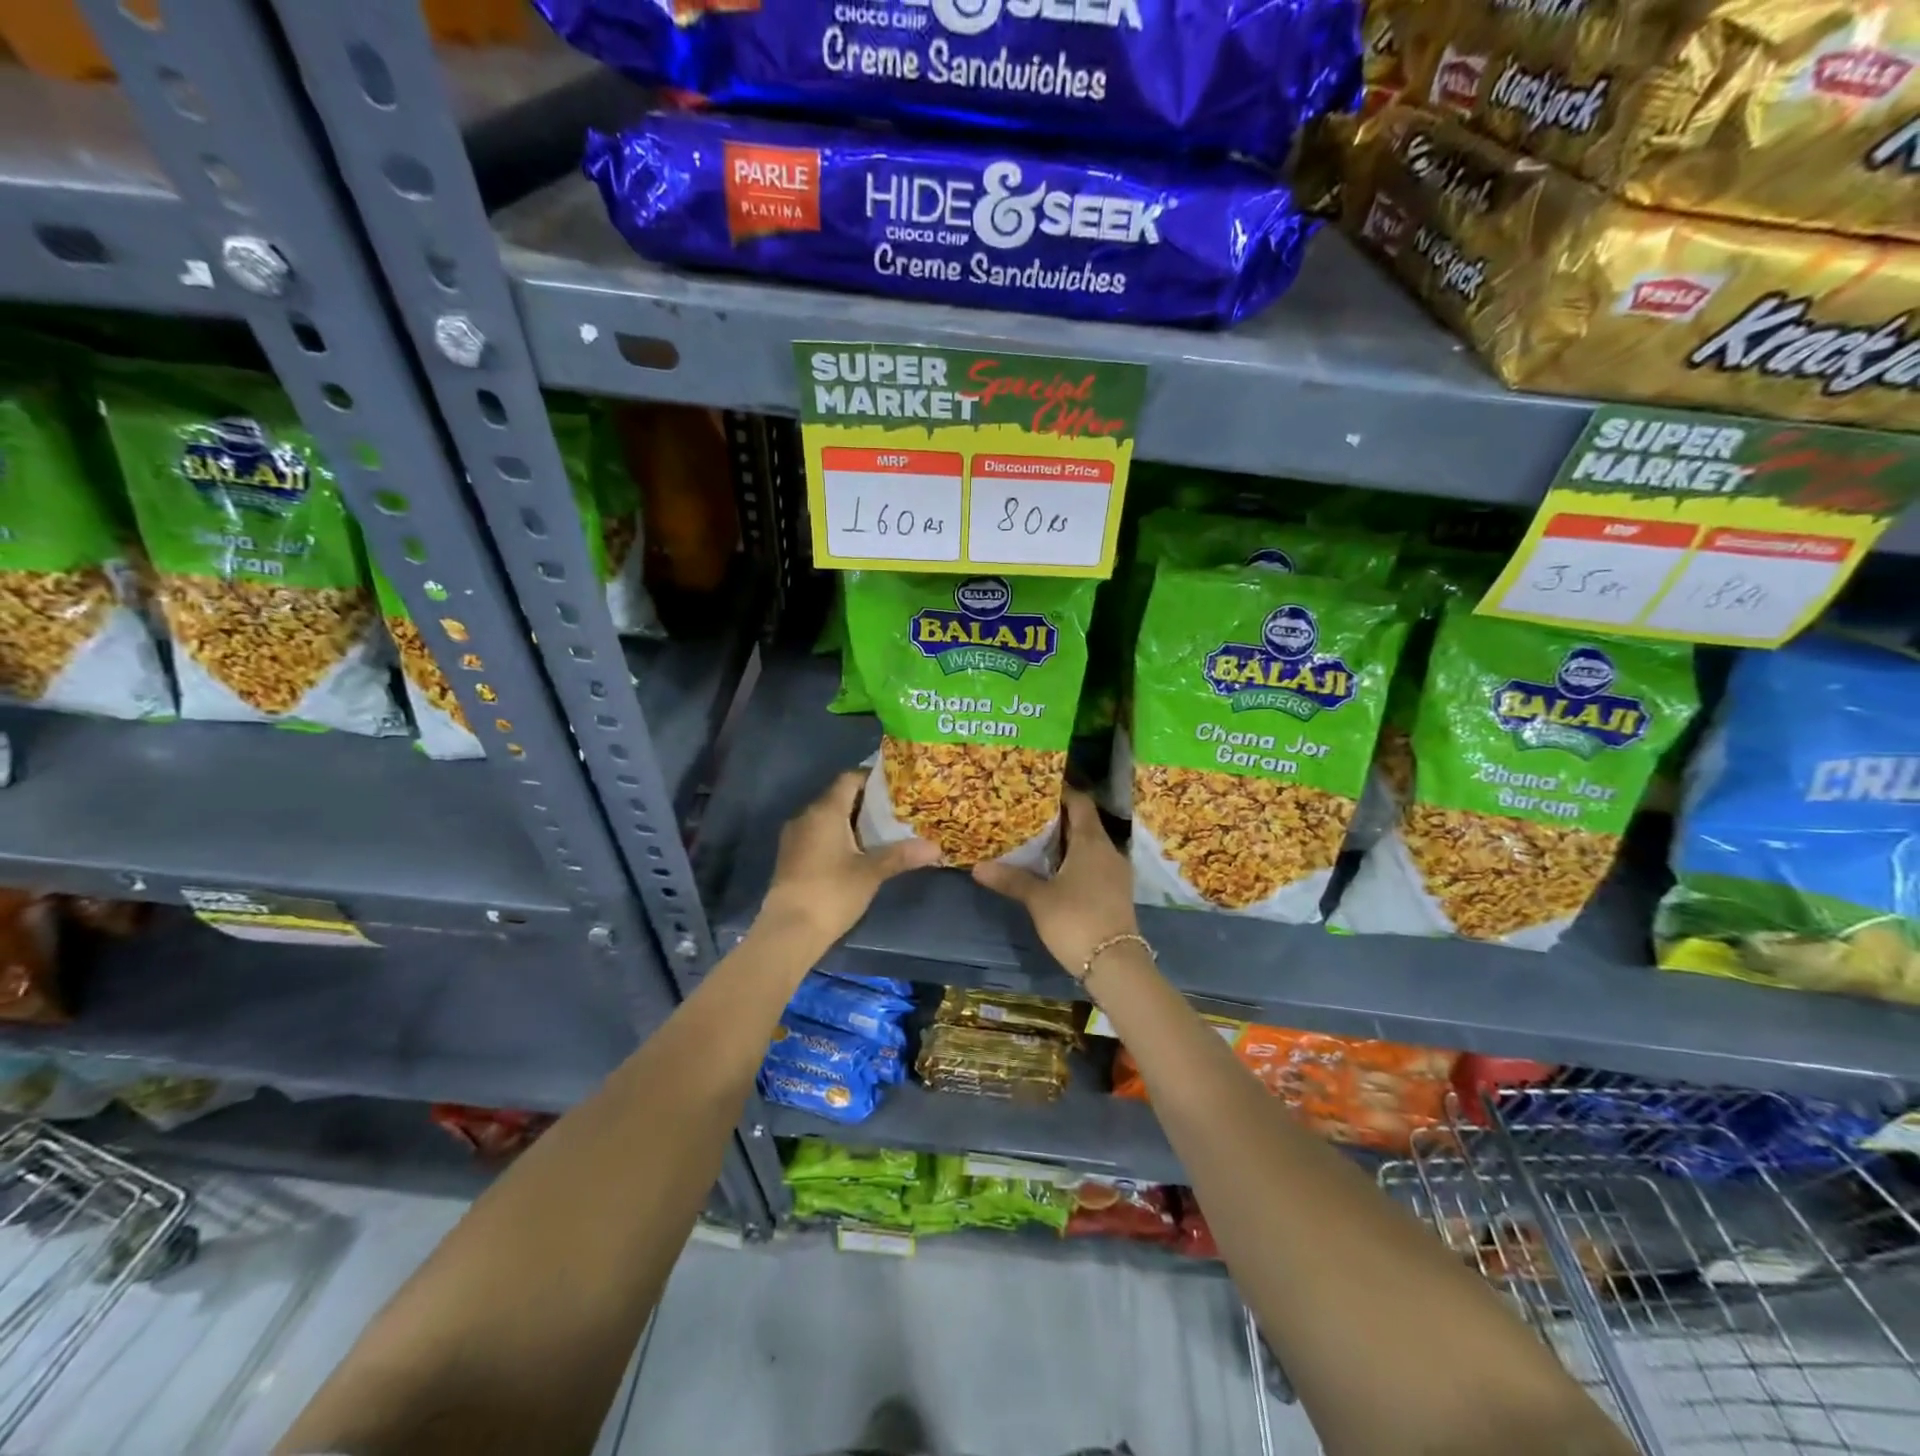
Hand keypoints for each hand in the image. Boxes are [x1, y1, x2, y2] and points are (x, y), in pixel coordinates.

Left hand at [760, 770, 939, 949]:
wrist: (788, 931)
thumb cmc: (831, 893)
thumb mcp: (871, 873)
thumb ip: (901, 855)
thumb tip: (936, 847)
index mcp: (825, 811)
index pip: (849, 779)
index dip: (872, 779)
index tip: (896, 787)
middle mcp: (806, 816)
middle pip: (838, 797)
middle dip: (865, 803)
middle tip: (895, 811)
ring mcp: (794, 837)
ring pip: (827, 818)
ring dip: (851, 822)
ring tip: (881, 832)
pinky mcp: (790, 857)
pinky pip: (817, 835)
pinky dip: (837, 837)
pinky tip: (856, 853)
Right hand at [972, 788, 1139, 976]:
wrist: (1115, 964)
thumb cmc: (1075, 920)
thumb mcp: (1038, 899)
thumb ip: (1011, 880)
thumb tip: (978, 866)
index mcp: (1091, 842)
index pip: (1080, 803)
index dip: (1061, 794)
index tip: (1037, 791)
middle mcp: (1108, 850)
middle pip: (1085, 823)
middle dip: (1059, 819)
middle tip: (1027, 816)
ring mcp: (1116, 872)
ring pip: (1090, 845)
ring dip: (1067, 843)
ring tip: (1037, 843)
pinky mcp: (1117, 892)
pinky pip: (1095, 864)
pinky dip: (1077, 861)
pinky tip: (1056, 871)